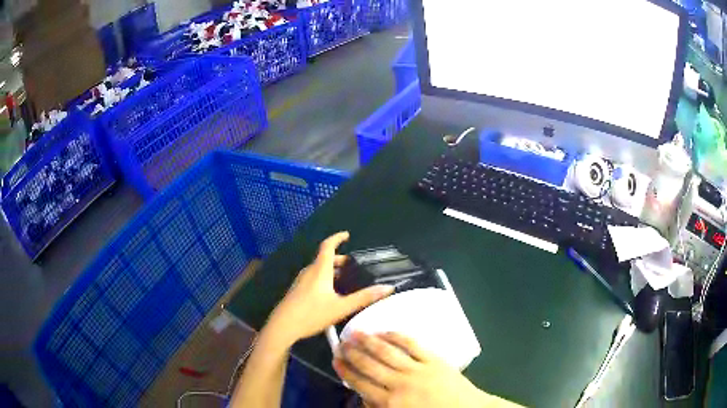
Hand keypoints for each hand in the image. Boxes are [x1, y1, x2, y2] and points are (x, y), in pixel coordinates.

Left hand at [266, 232, 394, 344]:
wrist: (282, 327)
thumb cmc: (312, 314)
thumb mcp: (341, 307)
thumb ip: (364, 298)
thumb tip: (388, 288)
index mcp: (319, 270)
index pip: (328, 246)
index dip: (337, 238)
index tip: (347, 235)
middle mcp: (309, 272)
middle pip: (324, 258)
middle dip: (338, 259)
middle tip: (352, 265)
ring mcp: (300, 281)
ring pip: (317, 269)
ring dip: (330, 269)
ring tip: (343, 279)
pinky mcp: (296, 291)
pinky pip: (312, 277)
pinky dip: (323, 277)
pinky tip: (329, 293)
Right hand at [334, 332, 519, 407]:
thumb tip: (364, 397)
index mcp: (391, 403)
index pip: (361, 384)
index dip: (346, 371)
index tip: (336, 359)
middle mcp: (400, 384)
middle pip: (370, 365)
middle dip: (353, 353)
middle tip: (341, 342)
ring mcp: (418, 369)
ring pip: (388, 352)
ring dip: (369, 341)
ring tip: (356, 332)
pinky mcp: (433, 359)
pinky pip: (412, 345)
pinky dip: (397, 337)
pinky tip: (385, 331)